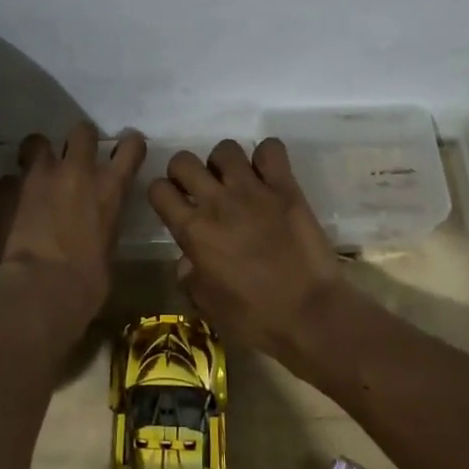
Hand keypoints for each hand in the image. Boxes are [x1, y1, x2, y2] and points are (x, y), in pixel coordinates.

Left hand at [0, 124, 147, 329]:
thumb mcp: (107, 254)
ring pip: (36, 141)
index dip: (129, 145)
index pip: (131, 147)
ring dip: (37, 154)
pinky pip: (8, 177)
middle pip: (82, 131)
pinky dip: (11, 188)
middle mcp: (76, 171)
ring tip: (34, 172)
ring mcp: (37, 176)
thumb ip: (102, 229)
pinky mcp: (6, 189)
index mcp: (109, 189)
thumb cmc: (84, 286)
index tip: (125, 150)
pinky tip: (10, 204)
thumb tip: (94, 232)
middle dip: (79, 140)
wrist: (36, 291)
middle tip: (73, 157)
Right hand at [147, 138, 346, 356]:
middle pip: (183, 160)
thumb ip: (190, 276)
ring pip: (225, 149)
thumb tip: (187, 260)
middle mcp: (217, 202)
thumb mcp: (208, 305)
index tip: (173, 203)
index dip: (162, 193)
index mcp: (193, 231)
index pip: (158, 189)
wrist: (310, 315)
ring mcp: (252, 190)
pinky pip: (270, 149)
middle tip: (199, 189)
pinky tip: (267, 175)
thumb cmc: (255, 318)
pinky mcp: (285, 187)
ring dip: (224, 163)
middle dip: (185, 171)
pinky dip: (266, 156)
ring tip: (235, 180)